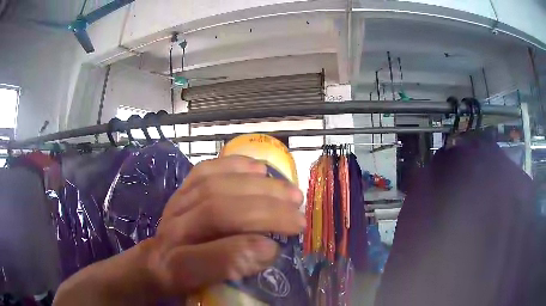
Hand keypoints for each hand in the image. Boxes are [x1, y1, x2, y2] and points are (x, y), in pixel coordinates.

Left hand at [145, 155, 304, 297]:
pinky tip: (260, 168)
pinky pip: (205, 170)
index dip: (240, 253)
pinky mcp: (181, 189)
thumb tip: (268, 249)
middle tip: (299, 218)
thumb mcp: (206, 287)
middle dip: (264, 213)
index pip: (200, 259)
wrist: (158, 258)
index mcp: (172, 269)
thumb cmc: (186, 278)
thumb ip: (230, 270)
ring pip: (214, 187)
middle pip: (213, 214)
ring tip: (291, 193)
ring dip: (259, 188)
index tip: (277, 249)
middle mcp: (170, 233)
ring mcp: (175, 205)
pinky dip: (235, 165)